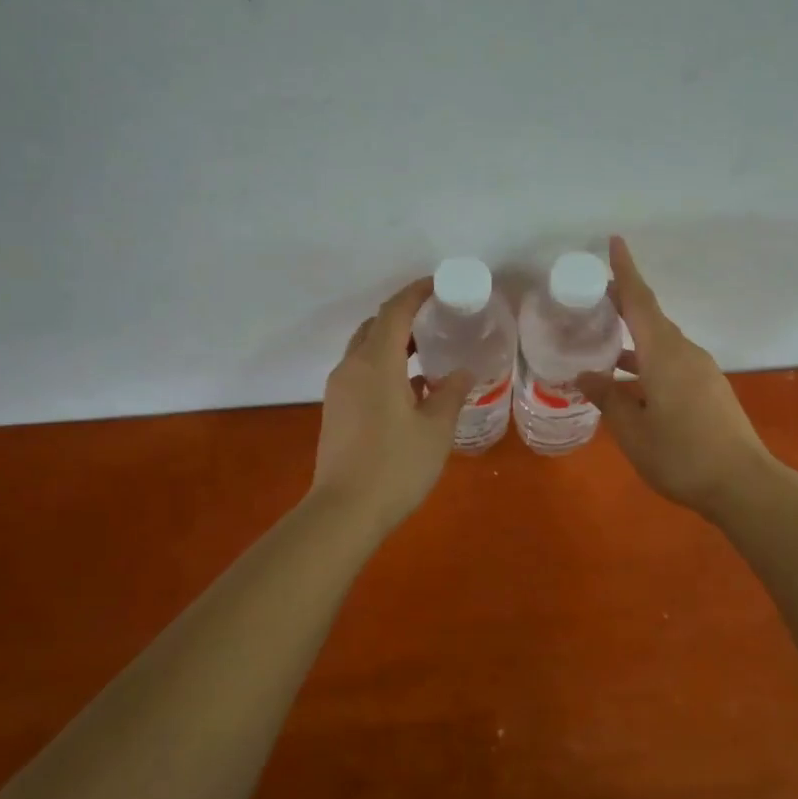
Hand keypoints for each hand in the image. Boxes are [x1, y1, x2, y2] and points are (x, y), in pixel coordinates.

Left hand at [310, 278, 473, 531]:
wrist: (344, 511)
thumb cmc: (396, 466)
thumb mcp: (436, 429)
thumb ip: (450, 393)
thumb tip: (462, 371)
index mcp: (376, 363)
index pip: (395, 311)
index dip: (416, 293)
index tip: (440, 286)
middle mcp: (352, 367)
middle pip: (376, 326)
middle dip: (404, 316)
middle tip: (437, 320)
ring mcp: (339, 389)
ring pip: (365, 350)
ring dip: (393, 343)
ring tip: (426, 353)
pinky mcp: (336, 410)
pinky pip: (360, 372)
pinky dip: (383, 366)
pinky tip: (409, 388)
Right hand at [577, 236, 778, 519]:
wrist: (743, 484)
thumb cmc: (681, 455)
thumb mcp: (633, 431)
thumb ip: (608, 397)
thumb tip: (586, 375)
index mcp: (664, 354)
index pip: (640, 301)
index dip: (625, 271)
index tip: (614, 241)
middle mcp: (685, 353)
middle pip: (651, 318)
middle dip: (623, 305)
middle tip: (591, 299)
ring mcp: (701, 372)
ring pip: (661, 344)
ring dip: (633, 340)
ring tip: (601, 345)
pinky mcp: (709, 390)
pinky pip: (672, 363)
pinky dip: (647, 362)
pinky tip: (630, 384)